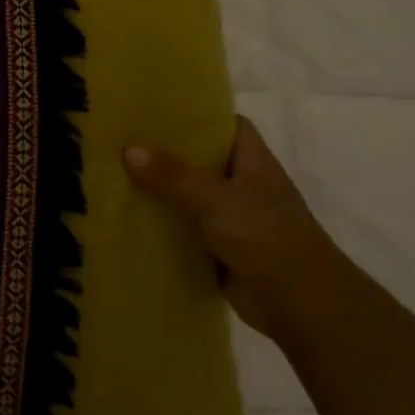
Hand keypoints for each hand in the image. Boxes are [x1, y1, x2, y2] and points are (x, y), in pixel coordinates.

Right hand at [124, 118, 353, 339]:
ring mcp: (233, 219)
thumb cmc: (266, 237)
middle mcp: (244, 186)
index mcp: (254, 163)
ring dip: (161, 192)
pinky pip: (185, 230)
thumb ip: (173, 176)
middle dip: (167, 153)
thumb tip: (129, 150)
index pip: (229, 126)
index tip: (158, 111)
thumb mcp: (216, 199)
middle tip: (123, 141)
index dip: (199, 116)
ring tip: (115, 175)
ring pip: (190, 197)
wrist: (300, 304)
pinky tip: (130, 219)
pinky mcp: (221, 249)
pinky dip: (164, 226)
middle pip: (202, 161)